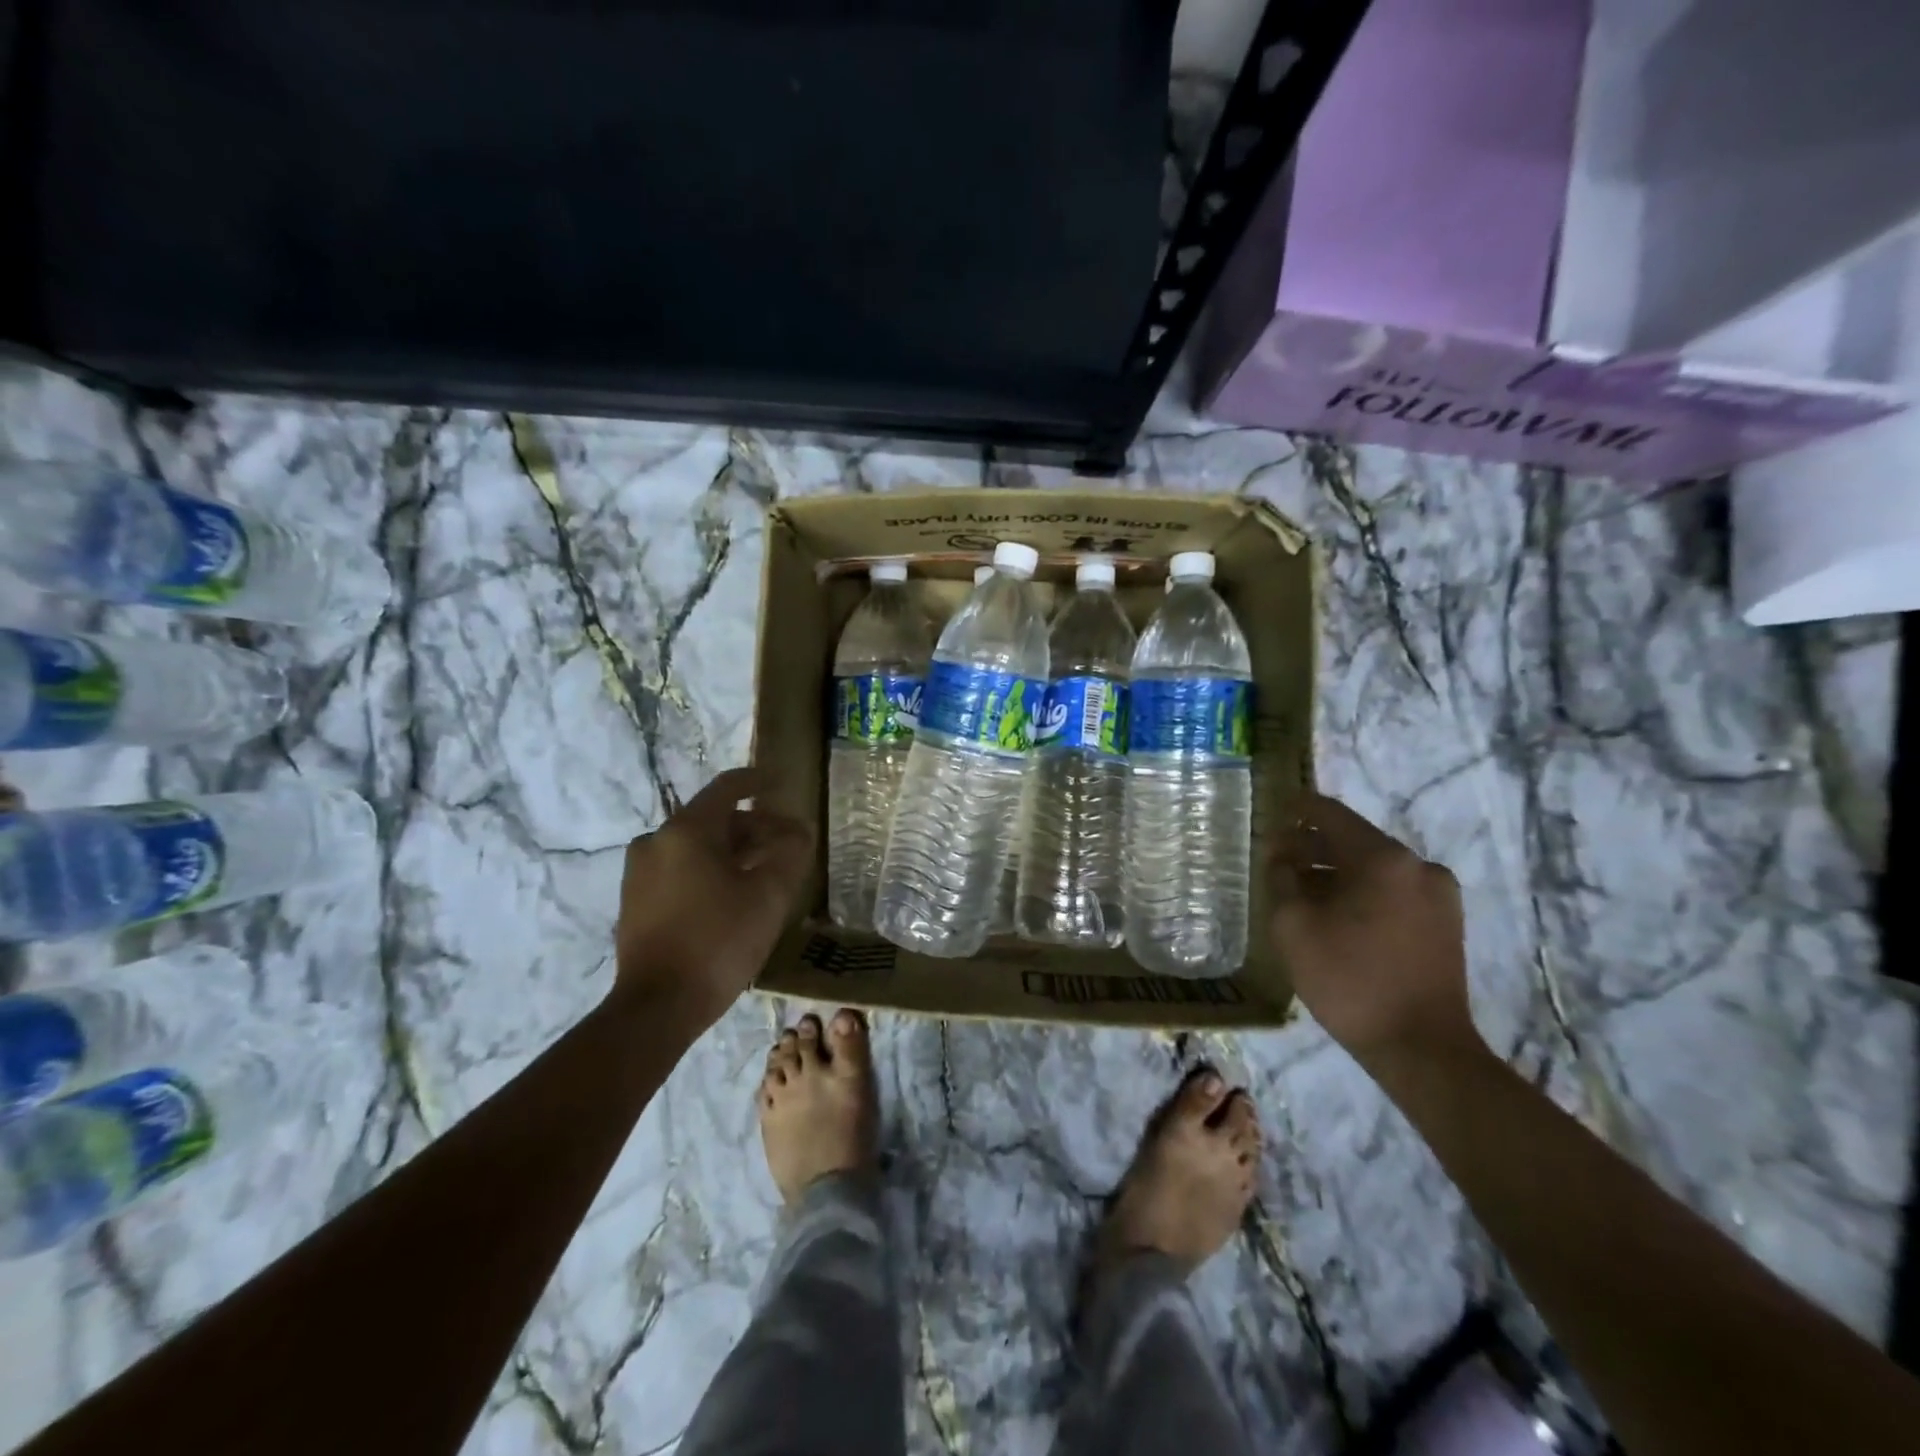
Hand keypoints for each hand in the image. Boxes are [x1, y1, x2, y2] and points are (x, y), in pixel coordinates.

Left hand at [612, 766, 812, 1032]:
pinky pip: (680, 868)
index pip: (727, 788)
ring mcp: (640, 872)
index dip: (758, 781)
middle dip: (754, 826)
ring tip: (767, 870)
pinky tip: (735, 893)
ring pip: (697, 846)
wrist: (657, 1007)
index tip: (782, 783)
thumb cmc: (718, 942)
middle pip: (714, 819)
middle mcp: (657, 841)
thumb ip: (789, 855)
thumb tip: (799, 833)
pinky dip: (710, 869)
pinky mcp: (636, 900)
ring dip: (734, 850)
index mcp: (686, 831)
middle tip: (788, 843)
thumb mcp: (768, 896)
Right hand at [1269, 792, 1479, 1067]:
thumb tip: (1280, 854)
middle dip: (1312, 846)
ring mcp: (1439, 895)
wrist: (1421, 1048)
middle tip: (1276, 859)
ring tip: (1301, 891)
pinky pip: (1393, 891)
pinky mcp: (1446, 923)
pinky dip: (1361, 892)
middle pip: (1354, 840)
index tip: (1270, 810)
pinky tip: (1336, 915)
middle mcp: (1418, 866)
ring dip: (1336, 872)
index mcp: (1383, 858)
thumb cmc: (1349, 979)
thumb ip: (1281, 878)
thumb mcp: (1293, 925)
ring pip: (1374, 868)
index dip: (1296, 809)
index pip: (1330, 814)